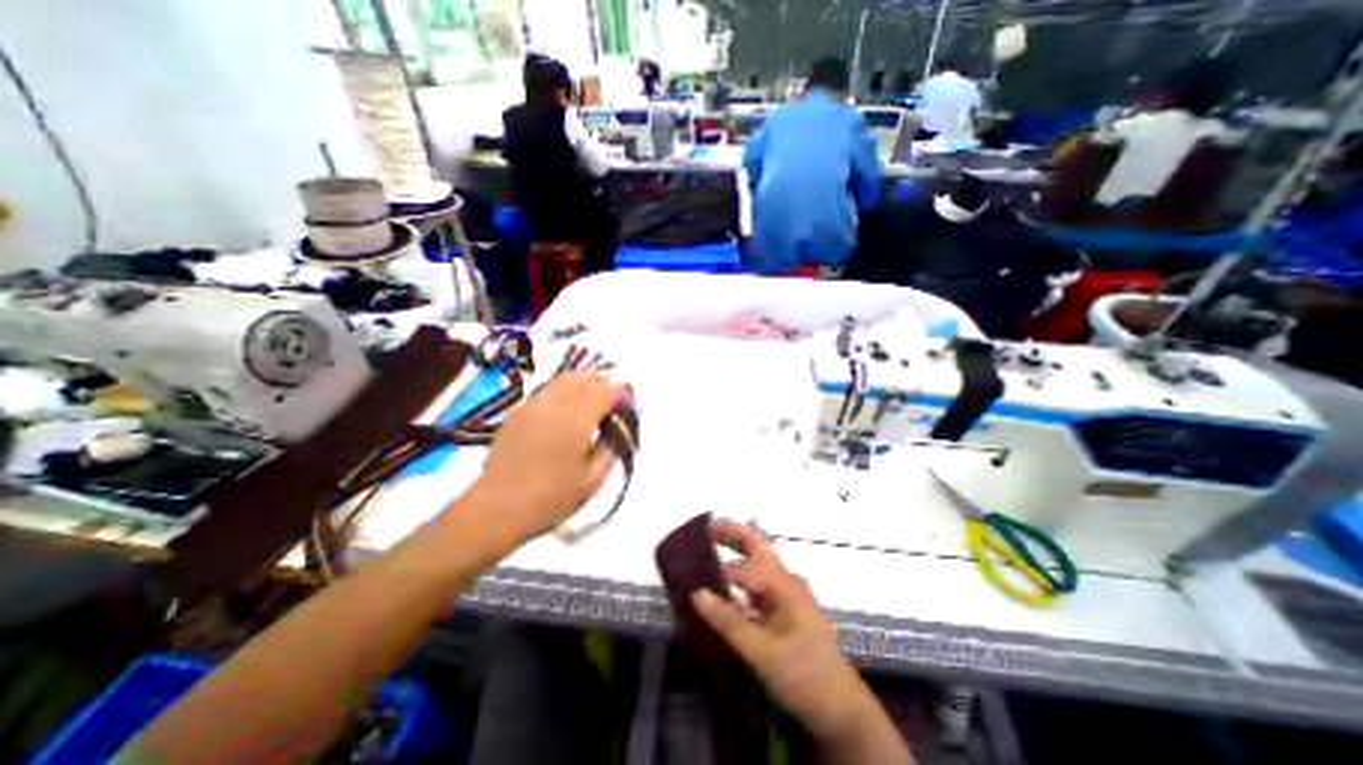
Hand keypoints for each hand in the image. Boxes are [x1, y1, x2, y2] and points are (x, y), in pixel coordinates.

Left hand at [476, 368, 626, 537]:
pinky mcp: (518, 412)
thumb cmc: (551, 498)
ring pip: (564, 379)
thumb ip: (610, 449)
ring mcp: (533, 405)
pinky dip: (564, 392)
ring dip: (583, 384)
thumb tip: (617, 430)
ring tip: (591, 401)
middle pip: (585, 377)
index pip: (606, 391)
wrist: (498, 508)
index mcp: (577, 420)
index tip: (628, 402)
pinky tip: (565, 411)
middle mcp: (555, 404)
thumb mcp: (593, 480)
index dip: (621, 392)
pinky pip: (547, 391)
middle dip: (604, 382)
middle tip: (612, 399)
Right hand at [694, 524, 871, 738]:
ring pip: (756, 564)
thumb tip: (696, 593)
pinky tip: (722, 593)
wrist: (841, 709)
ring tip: (706, 558)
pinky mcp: (783, 609)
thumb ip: (728, 621)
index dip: (717, 571)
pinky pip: (757, 586)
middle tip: (703, 532)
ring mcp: (786, 593)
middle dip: (731, 535)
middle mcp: (785, 580)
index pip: (744, 567)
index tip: (692, 578)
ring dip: (733, 555)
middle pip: (756, 546)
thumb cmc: (804, 675)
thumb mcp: (762, 652)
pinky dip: (738, 583)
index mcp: (784, 583)